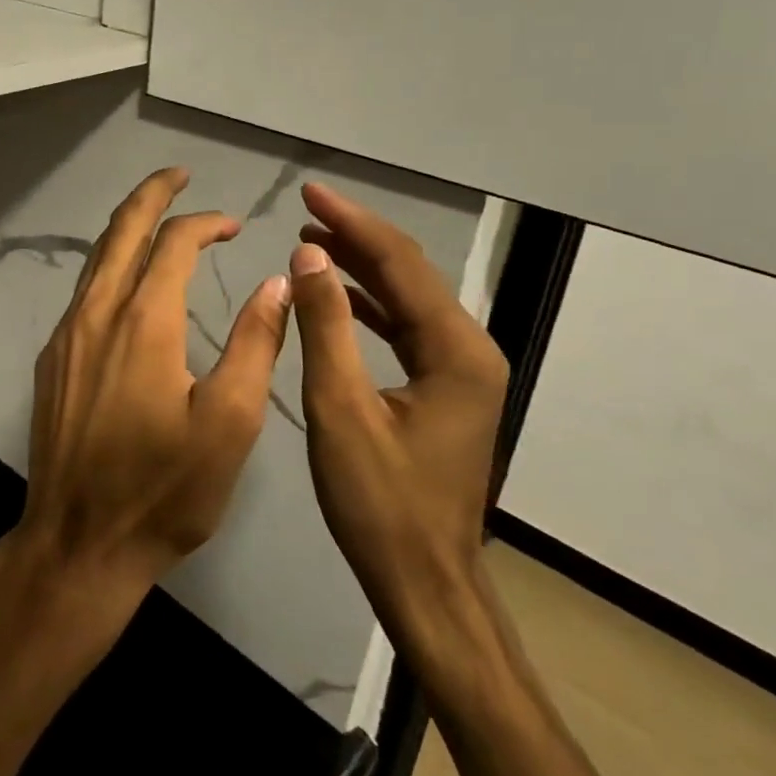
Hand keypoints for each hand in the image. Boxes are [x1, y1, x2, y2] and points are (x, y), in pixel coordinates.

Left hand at [12, 167, 291, 605]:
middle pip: (121, 231)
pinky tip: (128, 280)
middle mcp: (97, 315)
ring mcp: (67, 337)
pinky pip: (83, 291)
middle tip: (178, 175)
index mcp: (144, 323)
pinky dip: (110, 265)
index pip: (173, 244)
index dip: (206, 223)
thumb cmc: (163, 490)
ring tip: (157, 215)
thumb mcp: (230, 423)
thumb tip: (276, 281)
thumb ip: (256, 344)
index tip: (235, 225)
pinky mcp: (53, 360)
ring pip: (96, 259)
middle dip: (151, 195)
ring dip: (127, 228)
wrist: (78, 542)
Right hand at [289, 183, 510, 669]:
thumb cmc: (380, 503)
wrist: (424, 582)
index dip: (353, 223)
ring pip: (408, 302)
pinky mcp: (445, 392)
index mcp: (455, 352)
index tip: (311, 192)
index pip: (400, 265)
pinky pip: (406, 332)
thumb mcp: (341, 410)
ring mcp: (461, 374)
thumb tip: (309, 256)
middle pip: (410, 276)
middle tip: (306, 210)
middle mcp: (469, 352)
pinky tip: (337, 296)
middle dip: (358, 238)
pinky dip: (370, 308)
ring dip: (362, 270)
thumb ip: (326, 327)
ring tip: (312, 243)